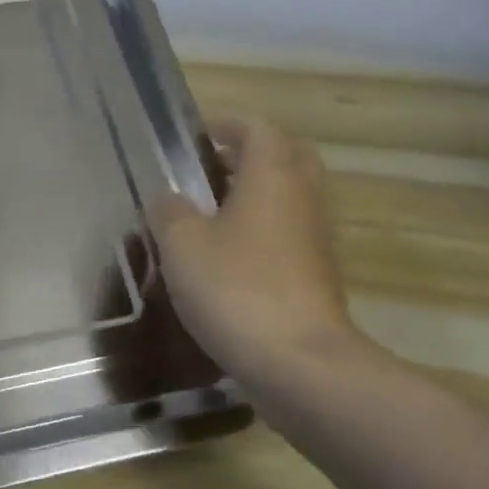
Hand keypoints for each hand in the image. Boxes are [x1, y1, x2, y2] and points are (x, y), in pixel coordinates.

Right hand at [152, 119, 356, 383]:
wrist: (301, 365)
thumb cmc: (236, 289)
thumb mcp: (183, 245)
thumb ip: (170, 212)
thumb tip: (170, 198)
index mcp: (272, 177)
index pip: (258, 128)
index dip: (227, 124)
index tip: (195, 136)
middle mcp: (303, 199)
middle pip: (288, 157)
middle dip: (251, 155)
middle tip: (211, 169)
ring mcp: (317, 240)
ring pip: (291, 198)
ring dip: (257, 196)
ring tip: (210, 215)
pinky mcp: (318, 277)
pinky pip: (291, 235)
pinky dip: (264, 232)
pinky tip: (228, 258)